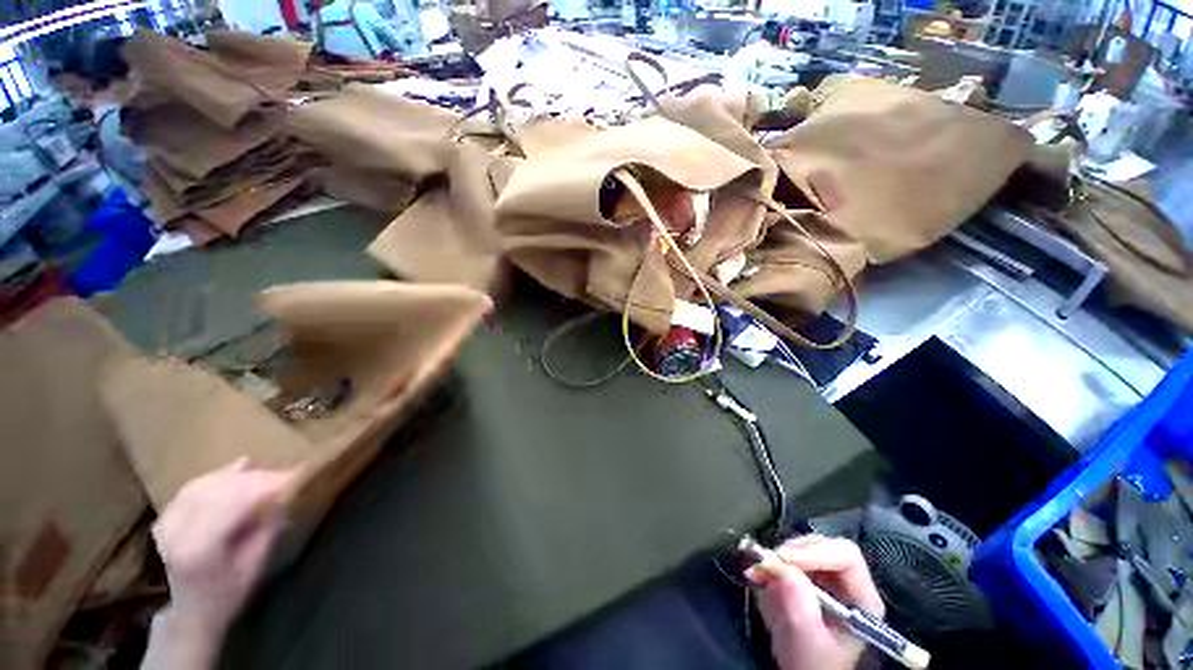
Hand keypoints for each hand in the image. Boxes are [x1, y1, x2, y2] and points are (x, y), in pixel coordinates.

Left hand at [152, 459, 292, 638]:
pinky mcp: (166, 518)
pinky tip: (237, 468)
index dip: (267, 484)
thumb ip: (267, 529)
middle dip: (257, 477)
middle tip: (287, 473)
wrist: (189, 614)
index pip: (236, 501)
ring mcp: (167, 522)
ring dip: (239, 475)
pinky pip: (194, 487)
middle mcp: (178, 530)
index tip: (297, 474)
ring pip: (207, 483)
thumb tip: (285, 496)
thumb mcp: (253, 566)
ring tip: (267, 473)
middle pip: (220, 489)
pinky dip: (218, 476)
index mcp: (200, 547)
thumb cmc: (227, 595)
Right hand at [747, 535, 884, 669]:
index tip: (783, 558)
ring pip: (804, 547)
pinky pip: (789, 557)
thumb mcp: (807, 639)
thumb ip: (799, 605)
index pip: (846, 557)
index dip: (814, 552)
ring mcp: (828, 577)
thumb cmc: (812, 663)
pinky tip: (759, 575)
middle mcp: (848, 582)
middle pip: (823, 546)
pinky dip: (771, 562)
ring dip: (778, 556)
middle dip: (792, 551)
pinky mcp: (808, 576)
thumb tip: (782, 567)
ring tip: (758, 573)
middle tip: (767, 562)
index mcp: (862, 599)